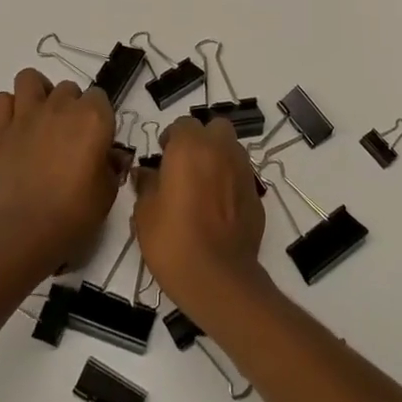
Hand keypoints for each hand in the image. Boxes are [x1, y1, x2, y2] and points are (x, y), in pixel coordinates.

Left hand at [0, 68, 124, 275]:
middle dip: (71, 107)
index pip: (100, 97)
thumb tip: (111, 156)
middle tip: (69, 136)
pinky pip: (0, 100)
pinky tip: (15, 126)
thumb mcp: (108, 190)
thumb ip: (112, 164)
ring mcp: (27, 115)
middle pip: (68, 88)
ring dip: (38, 93)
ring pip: (30, 79)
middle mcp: (61, 106)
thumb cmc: (76, 213)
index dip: (99, 117)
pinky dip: (7, 108)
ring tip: (41, 118)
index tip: (96, 139)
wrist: (27, 231)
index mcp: (93, 117)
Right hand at [132, 116, 268, 318]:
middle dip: (202, 140)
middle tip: (185, 165)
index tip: (162, 157)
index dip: (171, 138)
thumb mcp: (145, 213)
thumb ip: (146, 185)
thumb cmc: (173, 240)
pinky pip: (241, 176)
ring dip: (218, 158)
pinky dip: (230, 182)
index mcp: (190, 147)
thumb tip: (145, 174)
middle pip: (215, 128)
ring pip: (232, 149)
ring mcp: (243, 171)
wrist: (218, 278)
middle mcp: (221, 150)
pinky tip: (218, 208)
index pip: (183, 124)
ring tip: (202, 186)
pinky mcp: (256, 195)